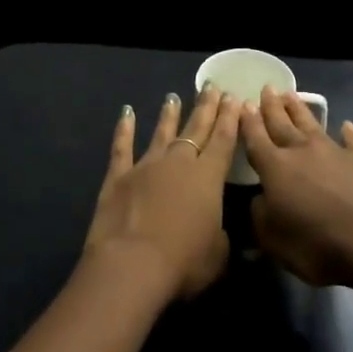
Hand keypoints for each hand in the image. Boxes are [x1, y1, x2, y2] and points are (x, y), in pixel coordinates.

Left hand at [85, 86, 241, 299]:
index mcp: (208, 177)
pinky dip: (124, 129)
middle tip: (213, 87)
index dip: (230, 119)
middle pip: (196, 129)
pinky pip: (122, 147)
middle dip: (206, 108)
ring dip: (170, 115)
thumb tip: (220, 232)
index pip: (223, 140)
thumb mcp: (218, 255)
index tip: (234, 98)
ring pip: (162, 133)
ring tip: (174, 96)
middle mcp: (179, 163)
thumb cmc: (184, 262)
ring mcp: (146, 166)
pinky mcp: (118, 176)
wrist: (132, 264)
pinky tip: (127, 112)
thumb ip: (221, 237)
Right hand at [240, 87, 352, 287]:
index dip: (247, 122)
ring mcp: (334, 152)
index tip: (242, 103)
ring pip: (311, 124)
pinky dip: (348, 133)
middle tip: (266, 88)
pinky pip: (352, 141)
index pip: (255, 138)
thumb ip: (259, 216)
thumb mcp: (273, 240)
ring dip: (299, 110)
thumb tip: (258, 199)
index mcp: (275, 167)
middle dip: (271, 106)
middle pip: (282, 123)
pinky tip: (346, 126)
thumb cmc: (316, 244)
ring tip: (290, 95)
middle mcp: (302, 151)